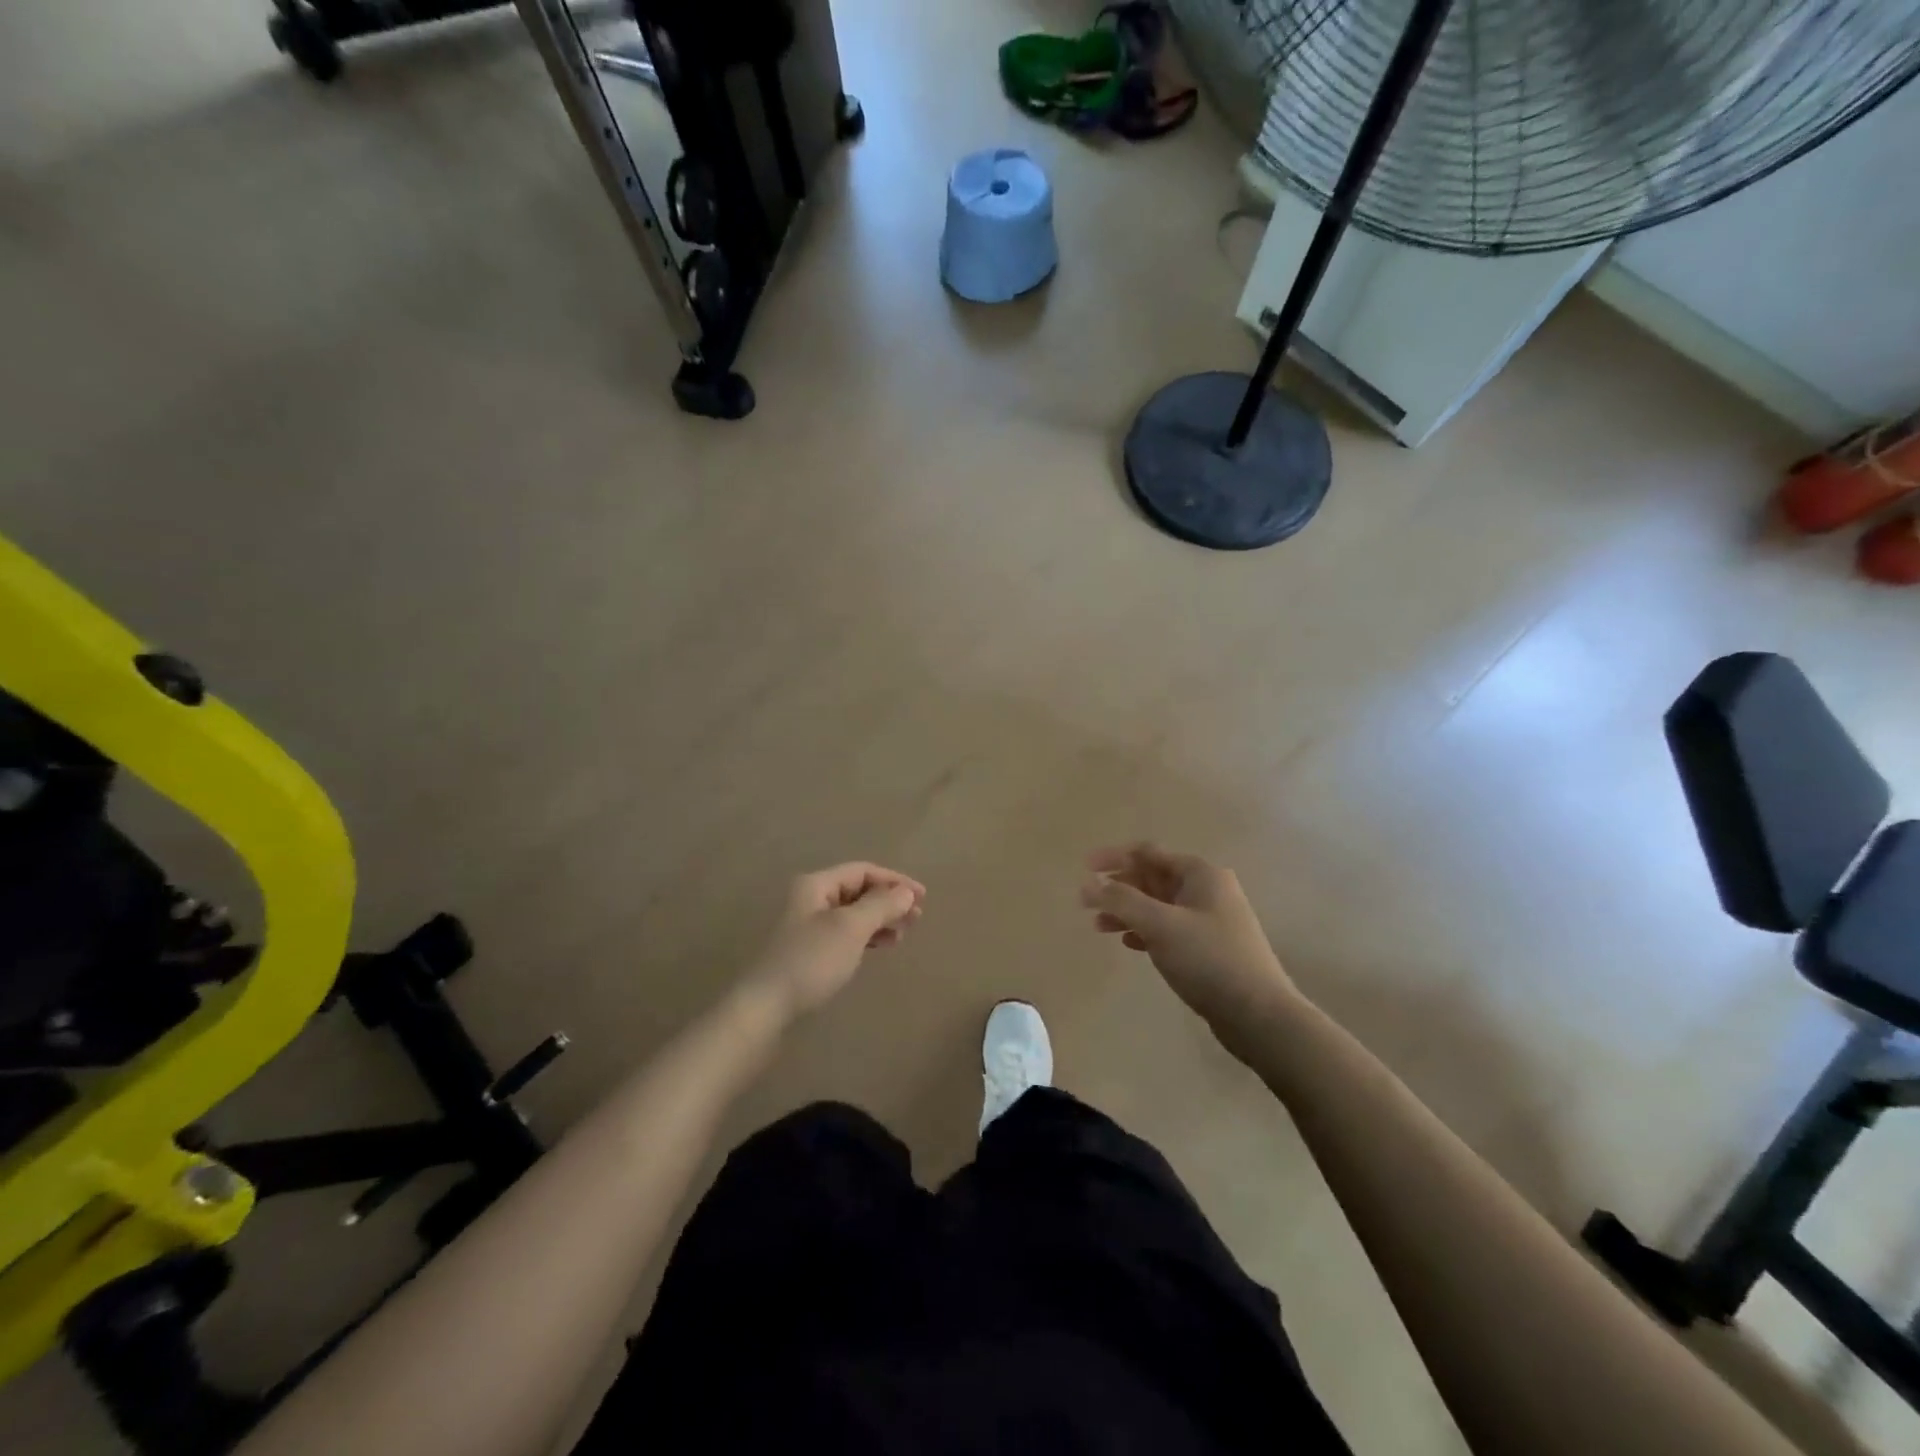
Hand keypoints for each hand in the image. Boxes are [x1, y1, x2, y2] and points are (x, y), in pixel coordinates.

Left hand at [742, 862, 924, 1020]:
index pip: (863, 871)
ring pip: (854, 913)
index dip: (895, 880)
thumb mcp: (851, 928)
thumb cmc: (811, 960)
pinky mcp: (811, 951)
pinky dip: (867, 936)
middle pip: (858, 890)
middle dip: (889, 901)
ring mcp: (809, 926)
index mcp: (816, 885)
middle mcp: (811, 899)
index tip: (922, 898)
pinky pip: (847, 933)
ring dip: (881, 919)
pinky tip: (882, 946)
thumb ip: (881, 905)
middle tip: (917, 917)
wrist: (767, 1008)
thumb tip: (906, 892)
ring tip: (903, 934)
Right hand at [1080, 843, 1300, 1049]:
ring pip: (1158, 905)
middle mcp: (1206, 889)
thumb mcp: (1160, 925)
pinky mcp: (1208, 946)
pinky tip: (1128, 943)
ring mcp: (1209, 918)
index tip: (1083, 868)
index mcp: (1200, 873)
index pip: (1147, 853)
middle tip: (1087, 903)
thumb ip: (1121, 900)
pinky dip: (1145, 930)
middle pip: (1152, 877)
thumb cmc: (1208, 959)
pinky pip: (1168, 928)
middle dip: (1118, 887)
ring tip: (1099, 926)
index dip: (1113, 857)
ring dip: (1128, 911)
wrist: (1259, 1015)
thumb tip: (1089, 883)